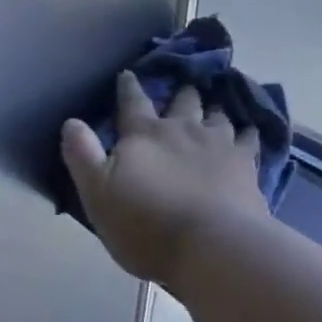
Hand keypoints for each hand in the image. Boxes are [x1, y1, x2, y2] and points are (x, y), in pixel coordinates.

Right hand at [61, 71, 266, 284]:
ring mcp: (219, 145)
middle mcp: (182, 130)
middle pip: (182, 101)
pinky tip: (250, 132)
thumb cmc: (146, 224)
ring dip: (212, 109)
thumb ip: (83, 155)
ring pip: (217, 116)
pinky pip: (250, 140)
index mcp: (143, 134)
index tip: (127, 74)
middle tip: (182, 87)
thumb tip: (71, 121)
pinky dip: (248, 132)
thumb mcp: (97, 193)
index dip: (128, 87)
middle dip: (180, 93)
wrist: (213, 248)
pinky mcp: (247, 167)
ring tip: (213, 107)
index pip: (132, 101)